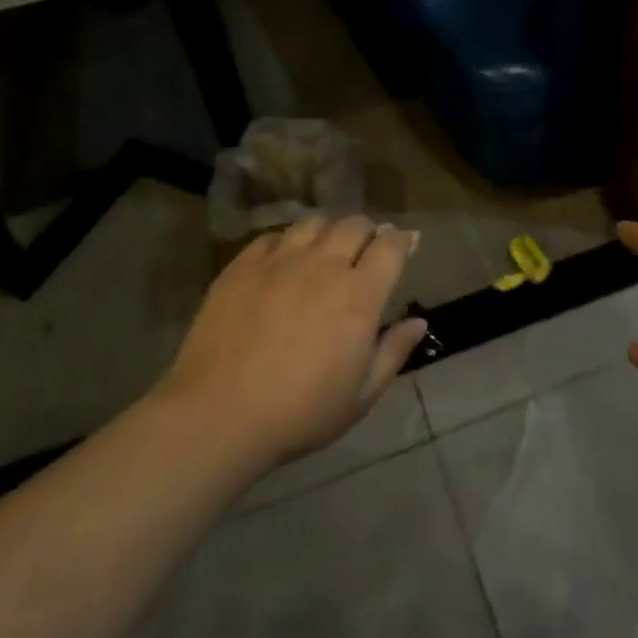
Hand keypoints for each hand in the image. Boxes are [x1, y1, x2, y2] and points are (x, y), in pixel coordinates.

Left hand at [158, 216, 426, 469]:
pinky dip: (288, 242)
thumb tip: (419, 322)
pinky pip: (273, 236)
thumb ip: (393, 353)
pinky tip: (284, 261)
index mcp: (359, 295)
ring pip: (314, 222)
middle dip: (368, 232)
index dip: (403, 240)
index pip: (391, 246)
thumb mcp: (359, 397)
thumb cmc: (299, 413)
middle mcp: (324, 265)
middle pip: (355, 224)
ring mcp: (280, 260)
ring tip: (325, 250)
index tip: (406, 244)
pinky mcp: (243, 265)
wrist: (217, 415)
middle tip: (366, 250)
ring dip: (329, 231)